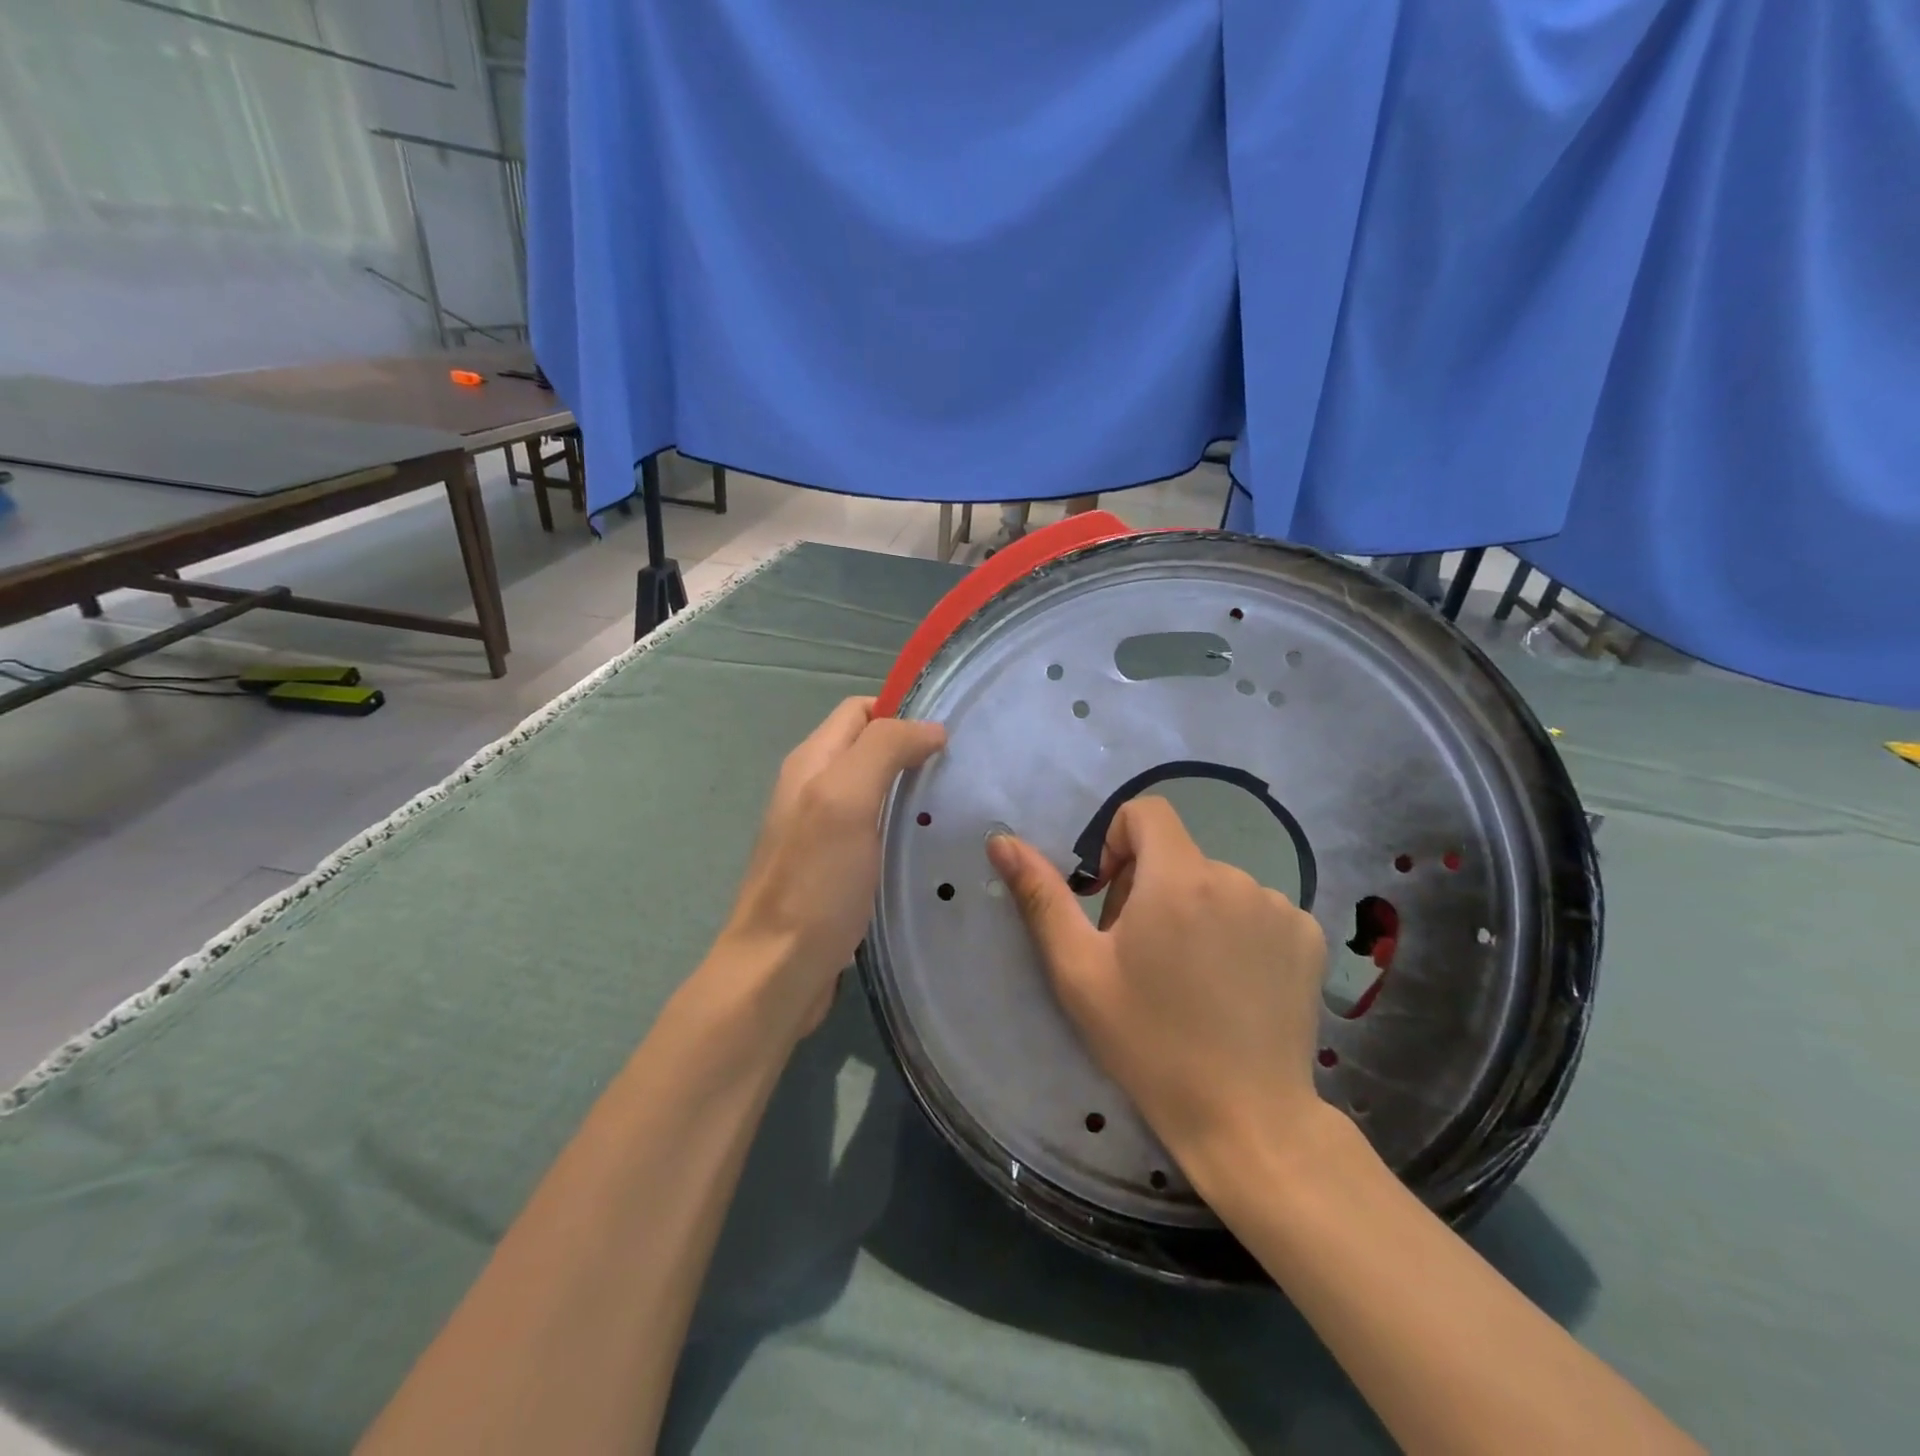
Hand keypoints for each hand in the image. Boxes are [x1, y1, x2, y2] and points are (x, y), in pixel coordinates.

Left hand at [715, 697, 944, 1042]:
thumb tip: (930, 728)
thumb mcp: (846, 800)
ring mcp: (823, 831)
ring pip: (875, 790)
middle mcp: (813, 788)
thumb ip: (883, 750)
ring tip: (954, 806)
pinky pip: (875, 829)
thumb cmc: (815, 882)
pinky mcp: (835, 868)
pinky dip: (902, 827)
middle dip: (912, 750)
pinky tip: (928, 846)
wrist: (778, 971)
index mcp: (812, 762)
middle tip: (961, 772)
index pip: (860, 710)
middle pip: (869, 748)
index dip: (903, 712)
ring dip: (911, 791)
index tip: (949, 736)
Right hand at [986, 796, 1328, 1192]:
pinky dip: (1237, 932)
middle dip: (1150, 889)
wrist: (1246, 1119)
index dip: (1118, 843)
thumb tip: (1002, 841)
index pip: (1146, 812)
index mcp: (1178, 877)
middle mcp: (1236, 877)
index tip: (1110, 899)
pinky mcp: (1309, 938)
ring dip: (1194, 912)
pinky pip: (1258, 911)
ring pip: (1216, 886)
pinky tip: (1232, 987)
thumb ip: (1041, 896)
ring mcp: (1281, 908)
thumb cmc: (1149, 1042)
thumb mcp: (1078, 970)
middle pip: (1178, 856)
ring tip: (1188, 980)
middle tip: (1141, 957)